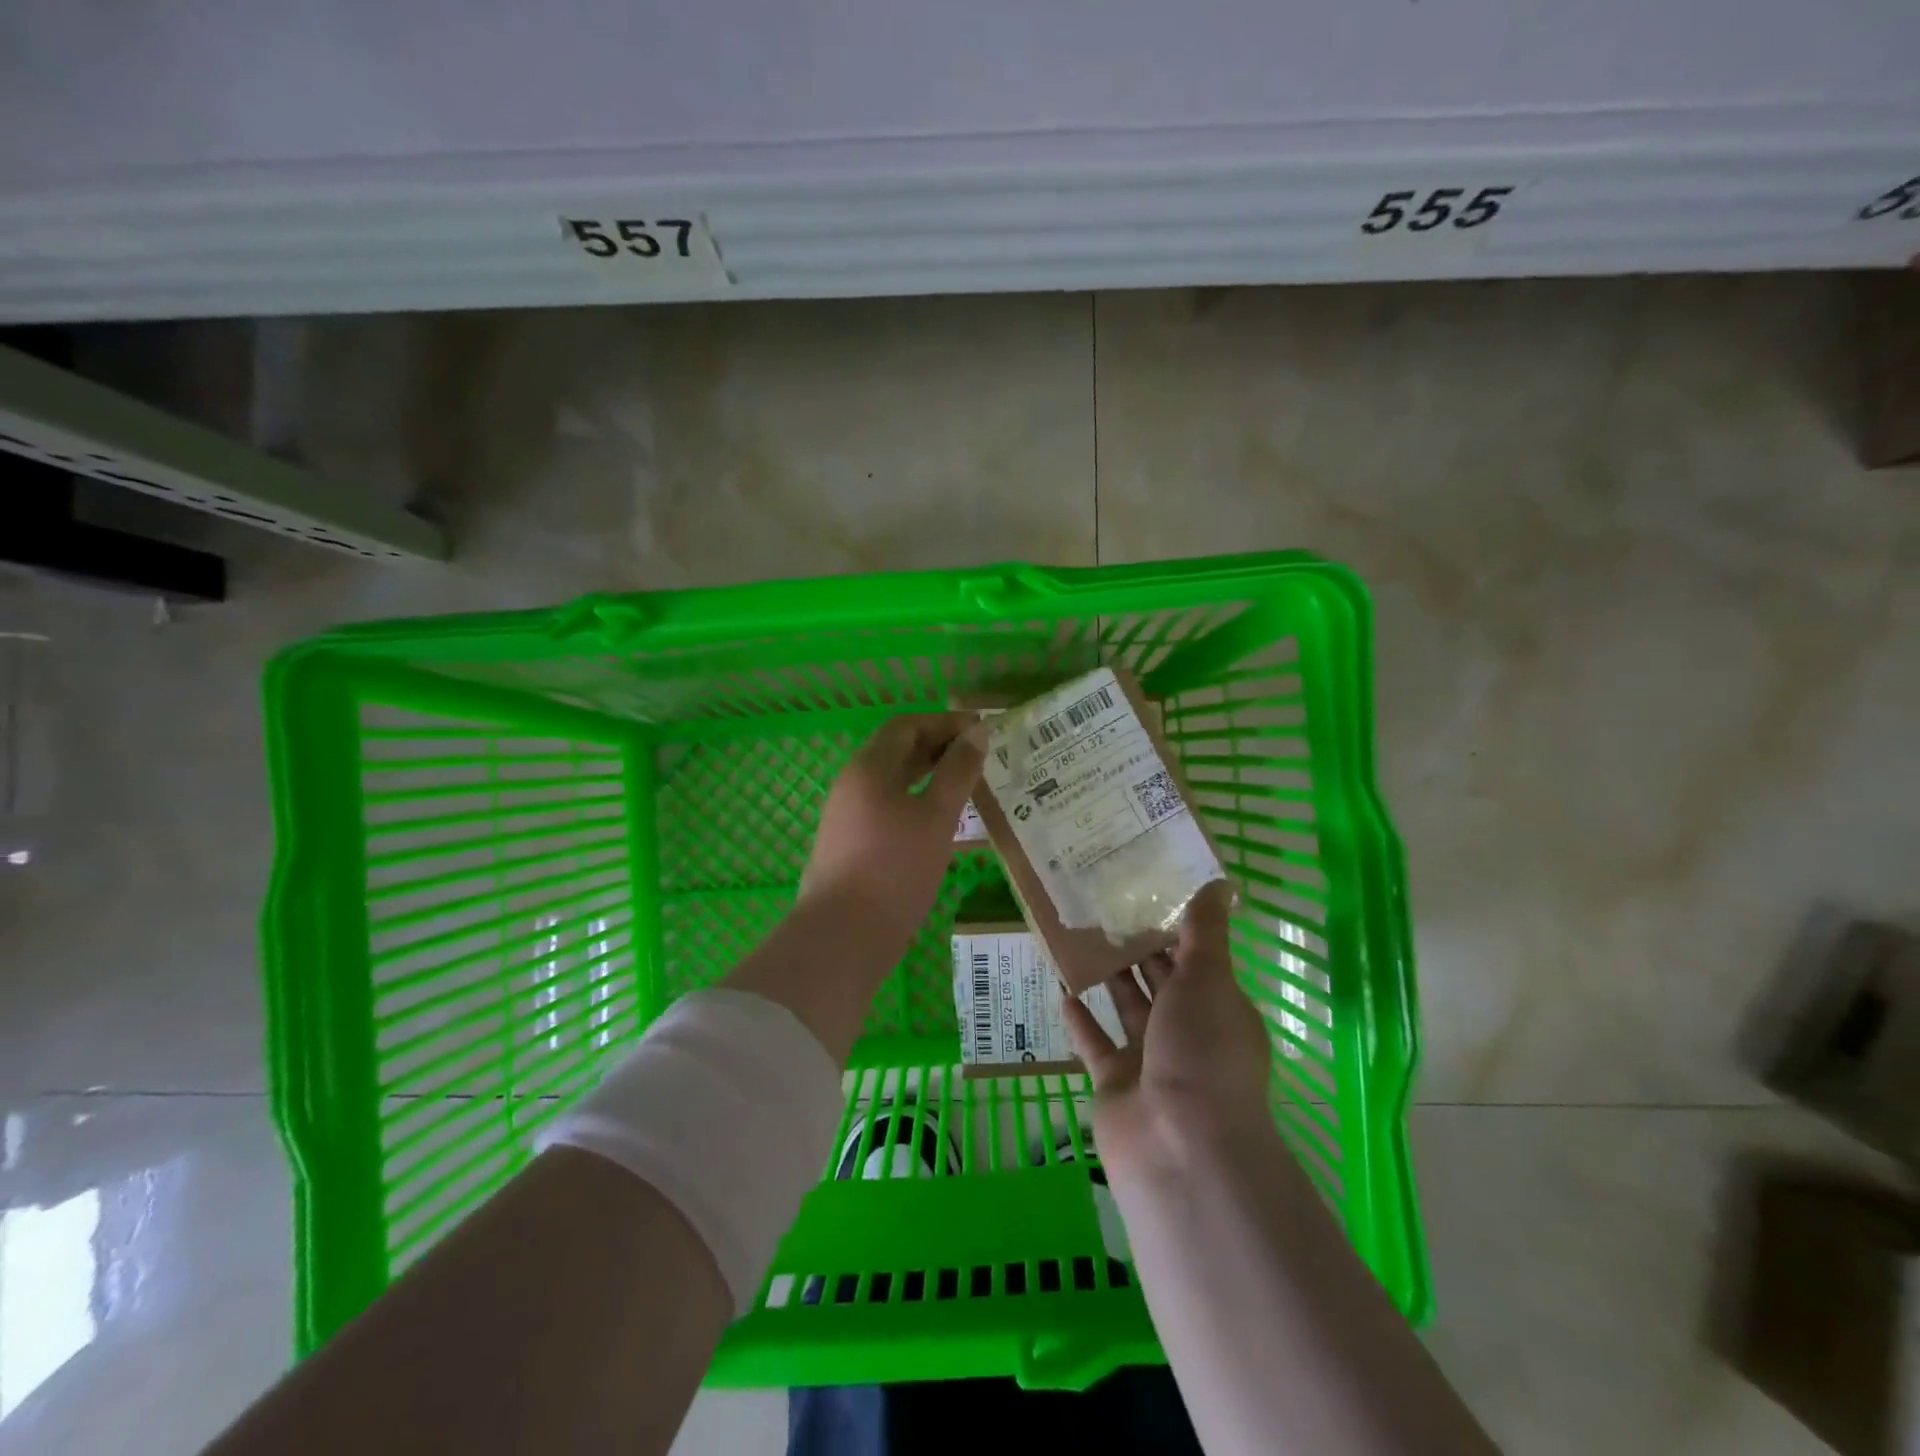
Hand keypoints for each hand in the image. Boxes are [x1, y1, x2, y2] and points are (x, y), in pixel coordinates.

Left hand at [798, 712, 987, 950]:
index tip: (981, 730)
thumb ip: (958, 771)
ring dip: (928, 776)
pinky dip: (915, 801)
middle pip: (896, 751)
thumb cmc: (895, 868)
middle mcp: (852, 784)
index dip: (944, 723)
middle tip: (978, 756)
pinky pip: (886, 807)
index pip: (906, 726)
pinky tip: (939, 822)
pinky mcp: (849, 844)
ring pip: (892, 782)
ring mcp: (846, 815)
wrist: (843, 935)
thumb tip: (977, 732)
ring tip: (965, 786)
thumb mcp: (936, 817)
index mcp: (869, 768)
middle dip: (937, 747)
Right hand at [1063, 882, 1271, 1176]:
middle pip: (1159, 980)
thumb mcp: (1208, 980)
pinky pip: (1095, 1043)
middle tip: (1102, 903)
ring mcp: (1150, 1060)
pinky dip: (1080, 1020)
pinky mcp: (1115, 1083)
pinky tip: (1060, 988)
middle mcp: (1187, 1032)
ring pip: (1126, 1007)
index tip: (1144, 889)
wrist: (1180, 1148)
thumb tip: (1220, 882)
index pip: (1196, 958)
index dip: (1173, 925)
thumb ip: (1205, 932)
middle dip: (1136, 946)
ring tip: (1078, 935)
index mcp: (1218, 1007)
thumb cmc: (1201, 1053)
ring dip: (1106, 976)